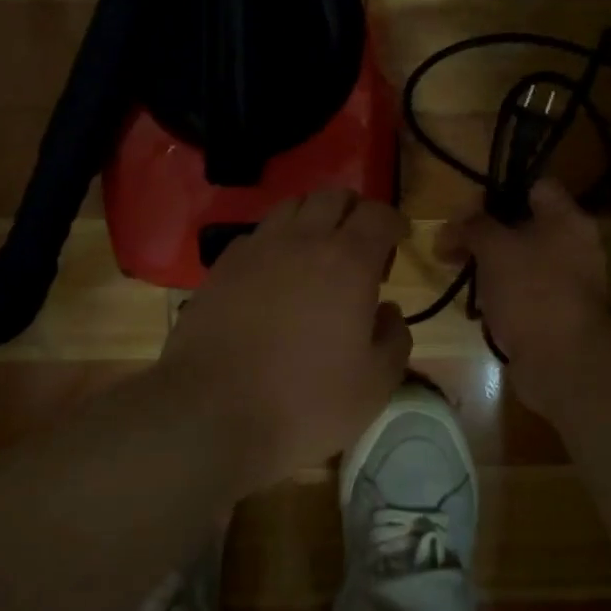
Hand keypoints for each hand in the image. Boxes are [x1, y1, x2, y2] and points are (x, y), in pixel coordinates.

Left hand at [161, 188, 411, 485]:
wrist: (212, 414)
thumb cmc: (305, 402)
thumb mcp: (374, 385)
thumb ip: (395, 338)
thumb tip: (388, 311)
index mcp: (348, 262)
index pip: (377, 214)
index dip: (393, 222)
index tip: (399, 240)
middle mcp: (303, 240)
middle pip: (333, 197)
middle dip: (354, 211)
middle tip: (360, 246)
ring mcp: (257, 249)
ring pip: (292, 206)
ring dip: (313, 219)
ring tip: (317, 253)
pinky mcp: (222, 266)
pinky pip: (258, 234)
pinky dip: (277, 241)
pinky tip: (275, 274)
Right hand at [434, 179, 610, 371]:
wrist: (563, 361)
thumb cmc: (530, 291)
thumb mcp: (494, 248)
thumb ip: (474, 226)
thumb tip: (456, 223)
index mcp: (567, 219)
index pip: (535, 186)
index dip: (500, 190)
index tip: (468, 207)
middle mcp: (573, 245)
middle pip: (523, 224)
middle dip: (484, 233)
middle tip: (450, 244)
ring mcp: (566, 281)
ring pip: (520, 260)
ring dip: (488, 265)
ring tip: (456, 274)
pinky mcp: (556, 312)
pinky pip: (524, 291)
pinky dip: (501, 294)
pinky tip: (477, 305)